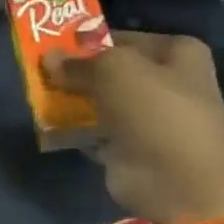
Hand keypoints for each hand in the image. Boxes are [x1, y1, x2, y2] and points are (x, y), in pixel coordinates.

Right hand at [42, 31, 223, 223]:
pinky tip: (52, 124)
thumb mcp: (114, 71)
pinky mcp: (134, 150)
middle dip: (81, 70)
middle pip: (116, 70)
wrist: (178, 186)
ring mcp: (154, 120)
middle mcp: (171, 84)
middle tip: (44, 70)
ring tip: (41, 95)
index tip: (61, 45)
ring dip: (76, 99)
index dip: (96, 39)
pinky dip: (77, 129)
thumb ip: (79, 62)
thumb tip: (49, 57)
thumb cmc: (156, 114)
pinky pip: (98, 131)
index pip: (130, 38)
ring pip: (105, 100)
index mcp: (181, 56)